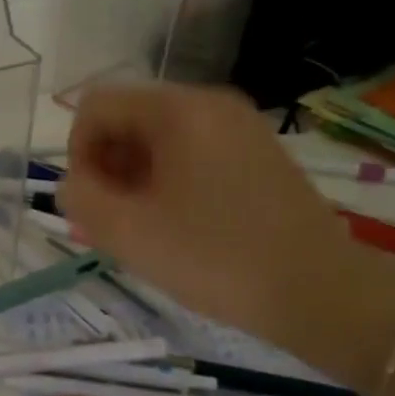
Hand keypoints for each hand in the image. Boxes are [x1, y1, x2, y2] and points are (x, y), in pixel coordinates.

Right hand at [59, 84, 353, 335]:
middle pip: (128, 118)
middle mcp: (210, 104)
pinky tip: (179, 225)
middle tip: (114, 223)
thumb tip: (73, 184)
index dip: (78, 154)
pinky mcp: (258, 154)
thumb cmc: (216, 258)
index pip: (96, 106)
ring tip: (144, 229)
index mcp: (178, 110)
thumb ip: (79, 198)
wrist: (320, 292)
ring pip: (159, 138)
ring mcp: (240, 126)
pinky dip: (169, 181)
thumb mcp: (129, 233)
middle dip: (107, 167)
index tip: (91, 204)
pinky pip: (193, 152)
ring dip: (135, 178)